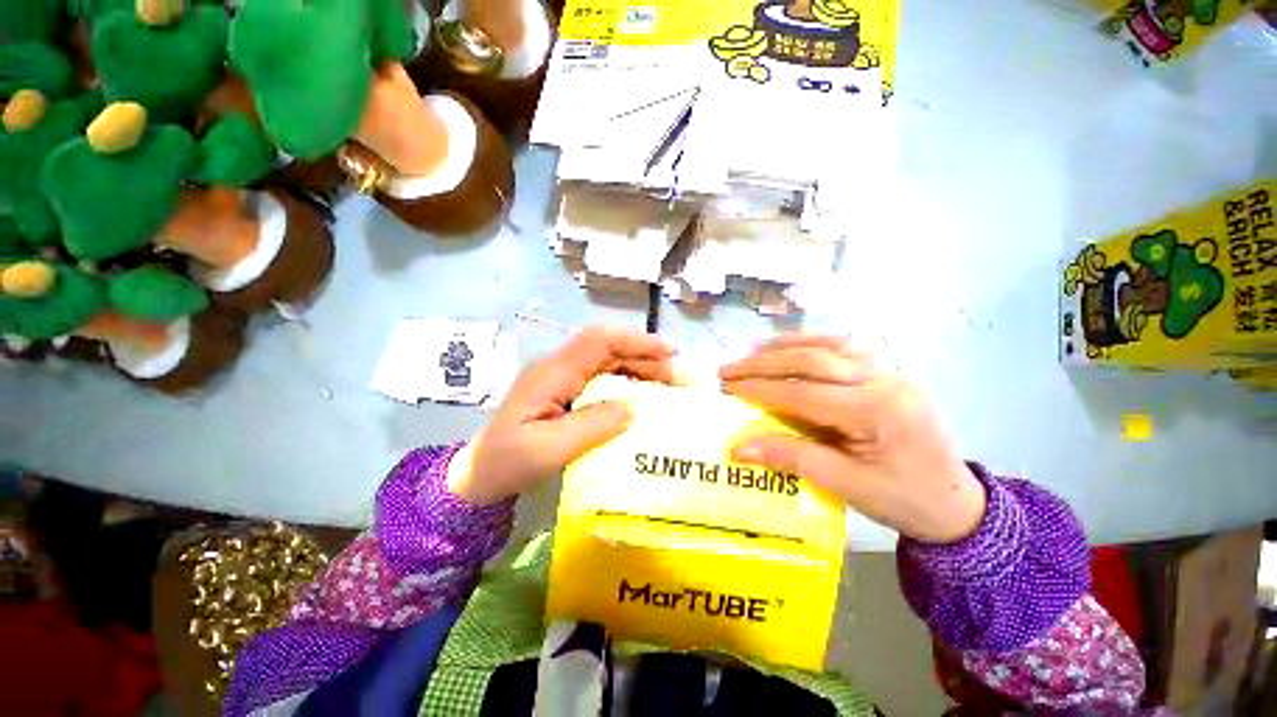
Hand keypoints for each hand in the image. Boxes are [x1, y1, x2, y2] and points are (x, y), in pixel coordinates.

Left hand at [448, 327, 675, 505]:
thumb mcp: (549, 450)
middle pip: (606, 350)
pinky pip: (598, 384)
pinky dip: (624, 388)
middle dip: (646, 358)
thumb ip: (591, 425)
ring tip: (669, 392)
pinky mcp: (559, 399)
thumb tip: (634, 406)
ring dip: (638, 372)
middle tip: (680, 381)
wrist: (478, 477)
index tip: (672, 354)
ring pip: (605, 365)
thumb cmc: (508, 463)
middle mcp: (556, 370)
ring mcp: (557, 384)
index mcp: (551, 374)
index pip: (599, 341)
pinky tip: (641, 406)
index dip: (637, 341)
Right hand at [719, 335, 985, 543]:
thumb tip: (741, 446)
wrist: (953, 503)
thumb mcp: (850, 487)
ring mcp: (895, 374)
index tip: (724, 387)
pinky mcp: (897, 379)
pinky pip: (855, 354)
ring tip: (757, 353)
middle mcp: (886, 379)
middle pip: (819, 359)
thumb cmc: (904, 502)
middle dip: (769, 361)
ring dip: (795, 346)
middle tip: (728, 368)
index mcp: (876, 409)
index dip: (761, 388)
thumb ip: (797, 460)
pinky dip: (823, 349)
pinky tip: (803, 354)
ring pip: (837, 346)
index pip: (806, 391)